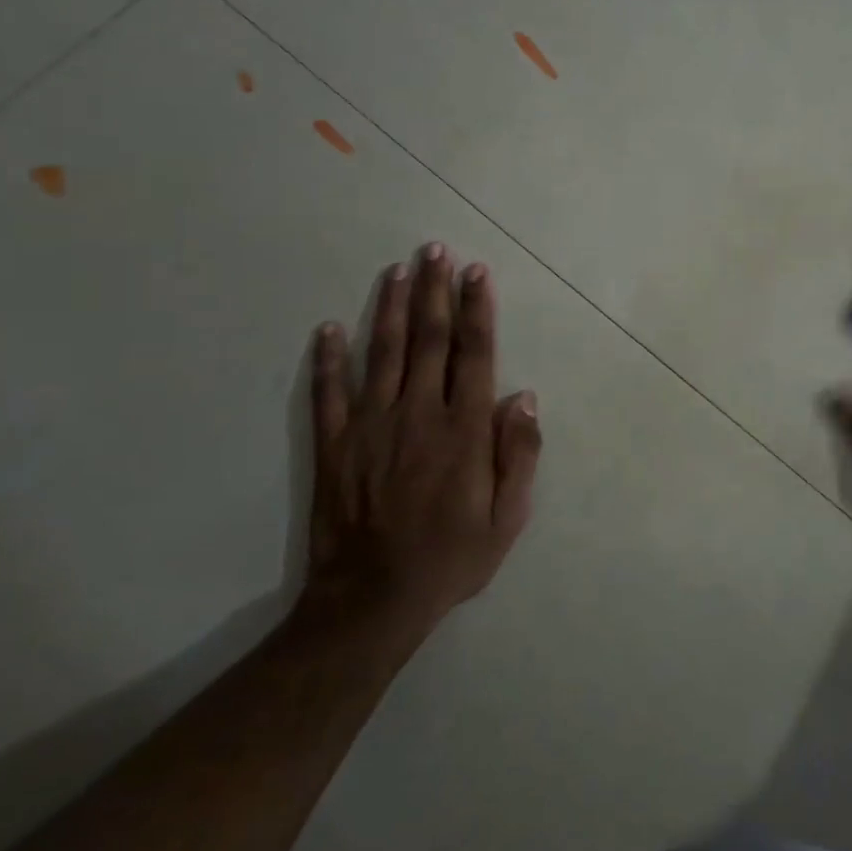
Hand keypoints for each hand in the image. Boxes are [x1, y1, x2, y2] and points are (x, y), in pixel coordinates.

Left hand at [300, 242, 541, 631]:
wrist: (372, 601)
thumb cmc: (451, 558)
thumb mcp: (508, 518)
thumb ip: (519, 455)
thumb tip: (524, 397)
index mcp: (463, 430)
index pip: (474, 354)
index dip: (477, 309)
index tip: (477, 272)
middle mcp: (418, 415)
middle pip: (429, 339)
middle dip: (435, 290)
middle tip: (436, 249)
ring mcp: (371, 426)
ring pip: (382, 352)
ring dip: (389, 307)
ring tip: (397, 269)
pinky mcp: (334, 445)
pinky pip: (328, 392)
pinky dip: (327, 359)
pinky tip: (327, 328)